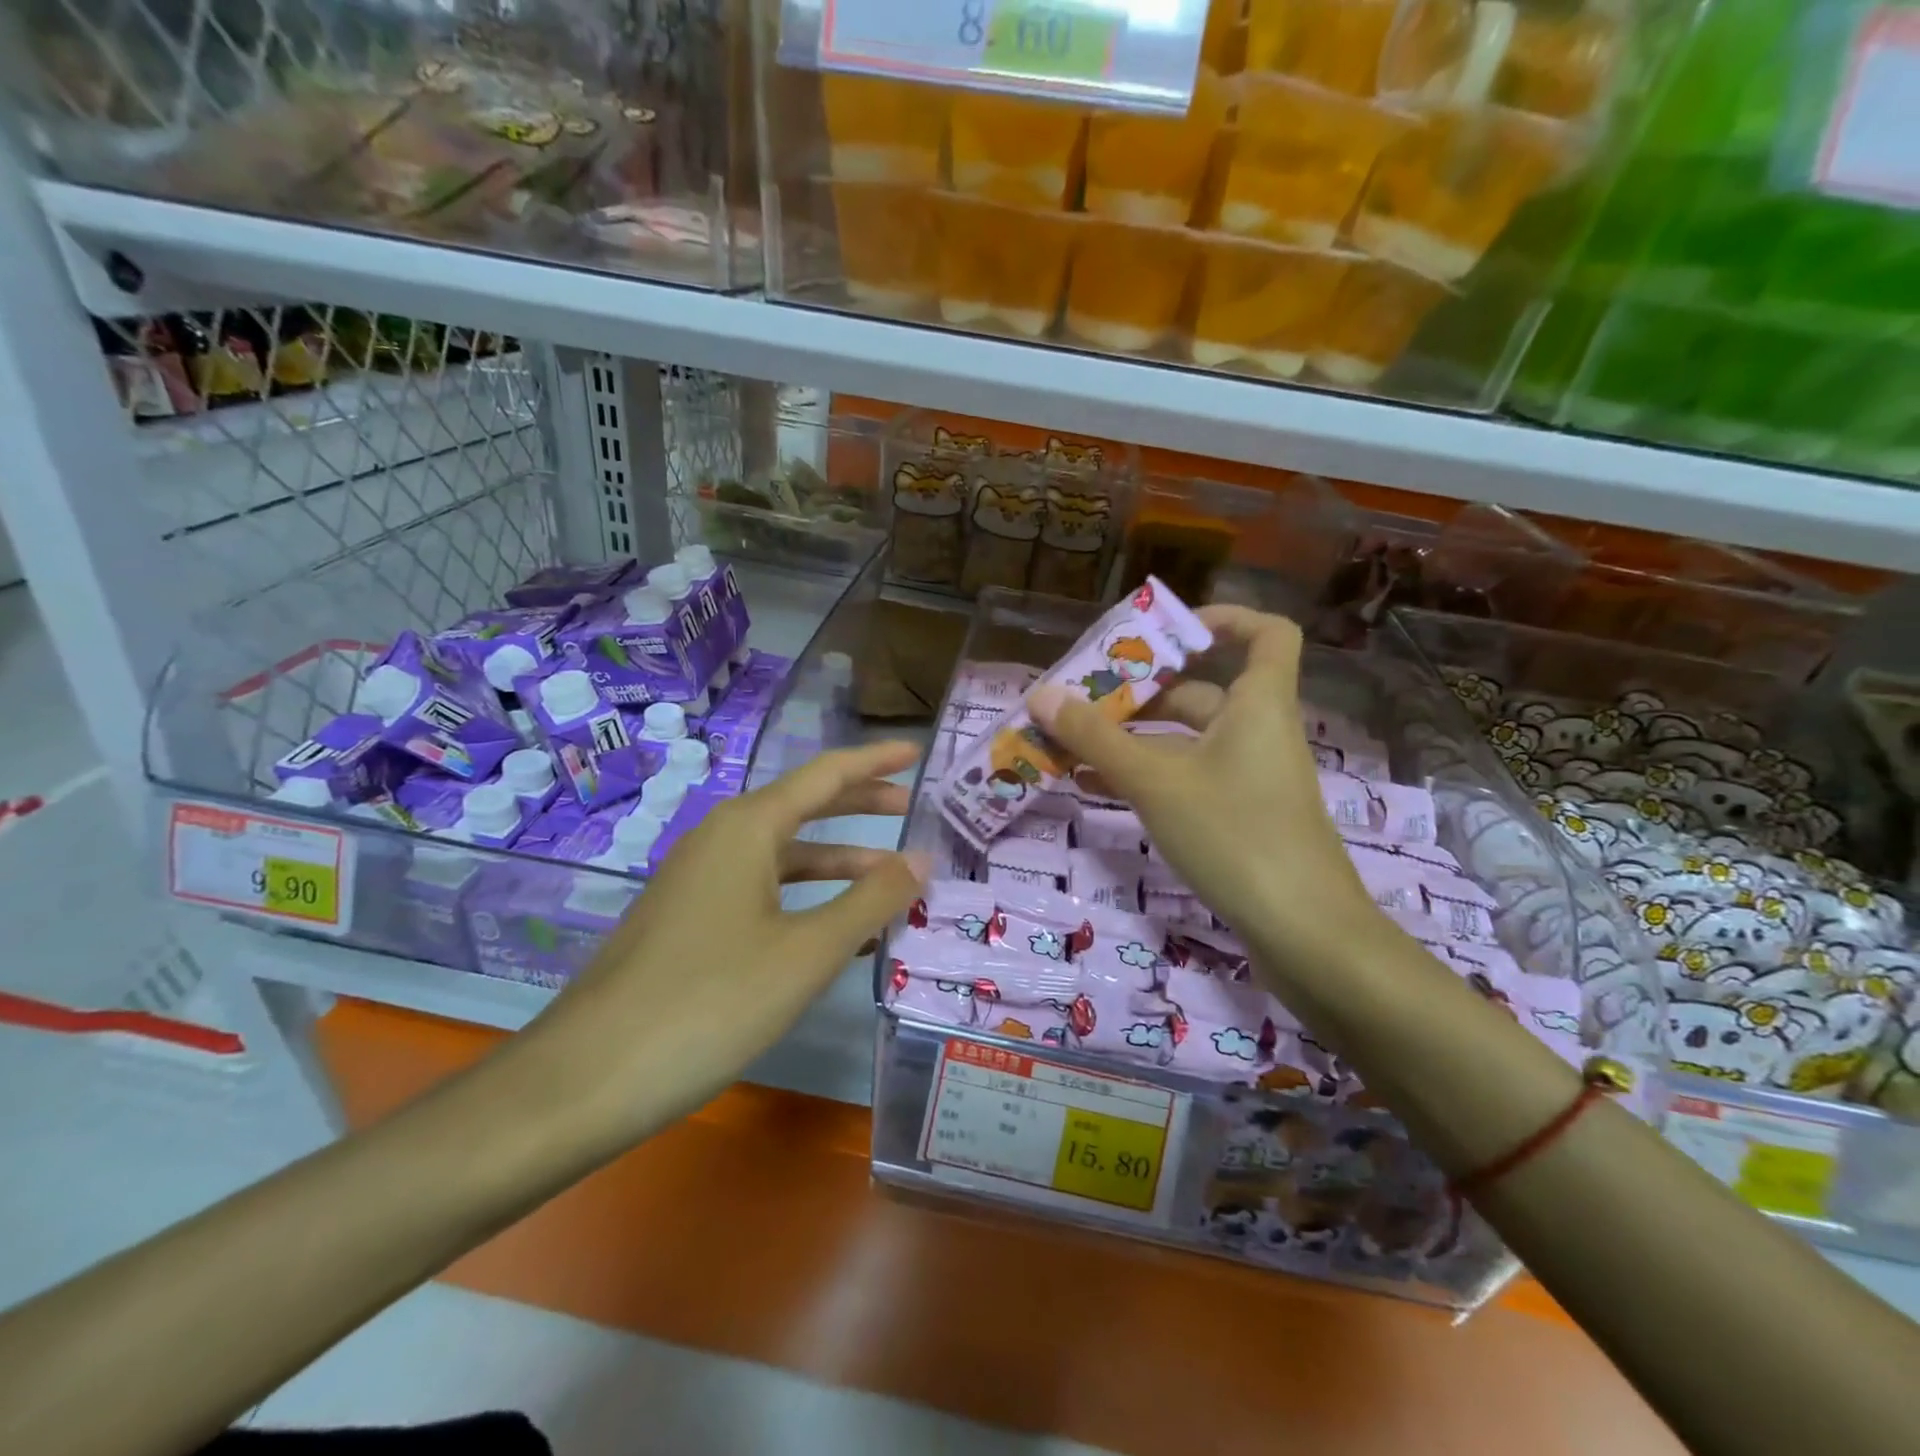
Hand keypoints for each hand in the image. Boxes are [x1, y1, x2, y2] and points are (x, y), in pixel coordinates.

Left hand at [518, 740, 927, 1144]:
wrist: (586, 1078)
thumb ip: (871, 900)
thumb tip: (922, 858)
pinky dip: (806, 898)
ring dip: (838, 862)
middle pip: (804, 807)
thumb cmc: (710, 1002)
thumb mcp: (807, 952)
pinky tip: (837, 932)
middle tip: (913, 810)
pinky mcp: (689, 919)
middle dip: (860, 806)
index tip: (918, 754)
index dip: (875, 761)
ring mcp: (700, 881)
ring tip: (891, 879)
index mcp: (749, 827)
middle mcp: (722, 839)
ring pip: (784, 855)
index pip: (826, 775)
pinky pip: (762, 890)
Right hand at [1029, 607, 1376, 976]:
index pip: (1266, 633)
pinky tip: (1095, 788)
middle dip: (1141, 692)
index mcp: (1258, 704)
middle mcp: (1258, 732)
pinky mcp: (1241, 817)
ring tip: (1072, 743)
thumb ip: (1096, 738)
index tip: (1162, 633)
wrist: (1305, 936)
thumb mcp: (1155, 782)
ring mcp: (1251, 778)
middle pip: (1202, 691)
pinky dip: (1147, 776)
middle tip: (1084, 697)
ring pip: (1187, 741)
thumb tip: (1042, 694)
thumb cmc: (1234, 835)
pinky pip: (1188, 779)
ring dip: (1133, 739)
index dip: (1222, 619)